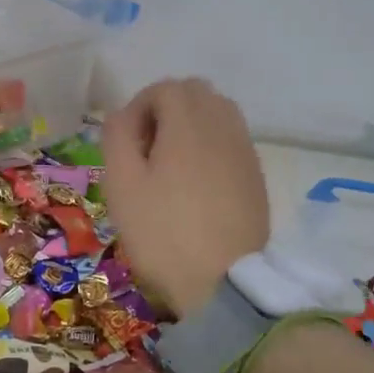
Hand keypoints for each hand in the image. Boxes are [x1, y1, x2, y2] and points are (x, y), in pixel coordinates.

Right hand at [101, 78, 269, 315]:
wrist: (224, 284)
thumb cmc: (162, 232)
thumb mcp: (121, 184)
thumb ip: (117, 137)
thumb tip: (123, 115)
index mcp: (189, 123)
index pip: (165, 88)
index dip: (138, 107)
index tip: (126, 144)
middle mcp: (223, 126)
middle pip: (196, 93)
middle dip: (166, 110)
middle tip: (146, 150)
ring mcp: (245, 151)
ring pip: (218, 114)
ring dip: (190, 126)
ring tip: (170, 165)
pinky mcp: (256, 176)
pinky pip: (231, 141)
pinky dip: (210, 146)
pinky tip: (195, 185)